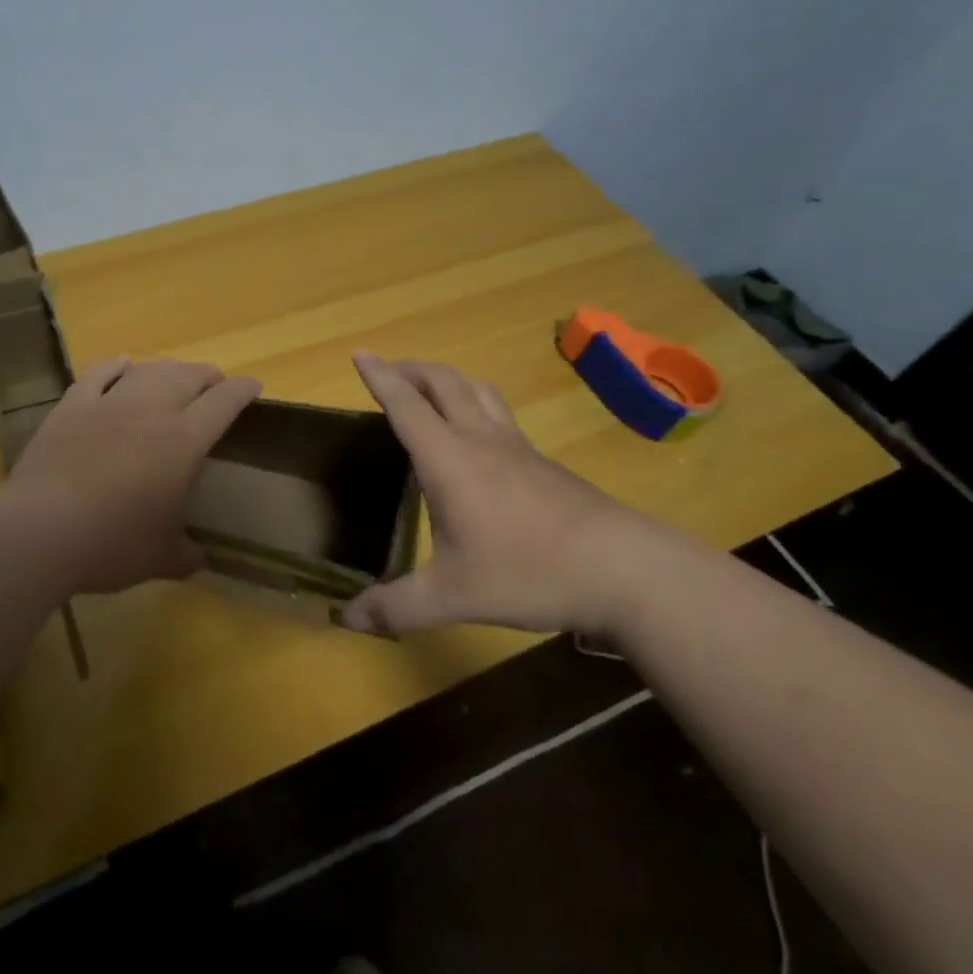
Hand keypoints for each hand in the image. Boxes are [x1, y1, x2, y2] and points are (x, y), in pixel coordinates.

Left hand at [0, 357, 261, 595]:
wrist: (39, 531)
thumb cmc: (111, 545)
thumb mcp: (160, 559)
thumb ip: (186, 555)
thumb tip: (200, 560)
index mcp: (183, 441)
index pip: (224, 402)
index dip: (243, 390)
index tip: (253, 386)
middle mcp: (151, 410)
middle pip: (189, 376)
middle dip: (209, 376)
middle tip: (215, 384)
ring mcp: (108, 402)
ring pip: (148, 369)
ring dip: (169, 368)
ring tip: (176, 374)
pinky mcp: (72, 406)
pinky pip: (100, 373)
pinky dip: (116, 365)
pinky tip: (123, 363)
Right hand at [340, 352, 688, 637]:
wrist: (624, 569)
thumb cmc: (528, 572)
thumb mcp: (453, 596)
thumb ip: (397, 607)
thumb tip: (348, 620)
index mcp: (449, 458)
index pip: (406, 404)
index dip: (380, 376)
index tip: (359, 353)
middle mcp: (480, 439)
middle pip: (442, 381)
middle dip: (410, 368)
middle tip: (386, 371)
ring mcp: (516, 447)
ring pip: (476, 390)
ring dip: (445, 380)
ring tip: (428, 392)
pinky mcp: (541, 462)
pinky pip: (498, 413)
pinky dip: (473, 405)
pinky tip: (475, 438)